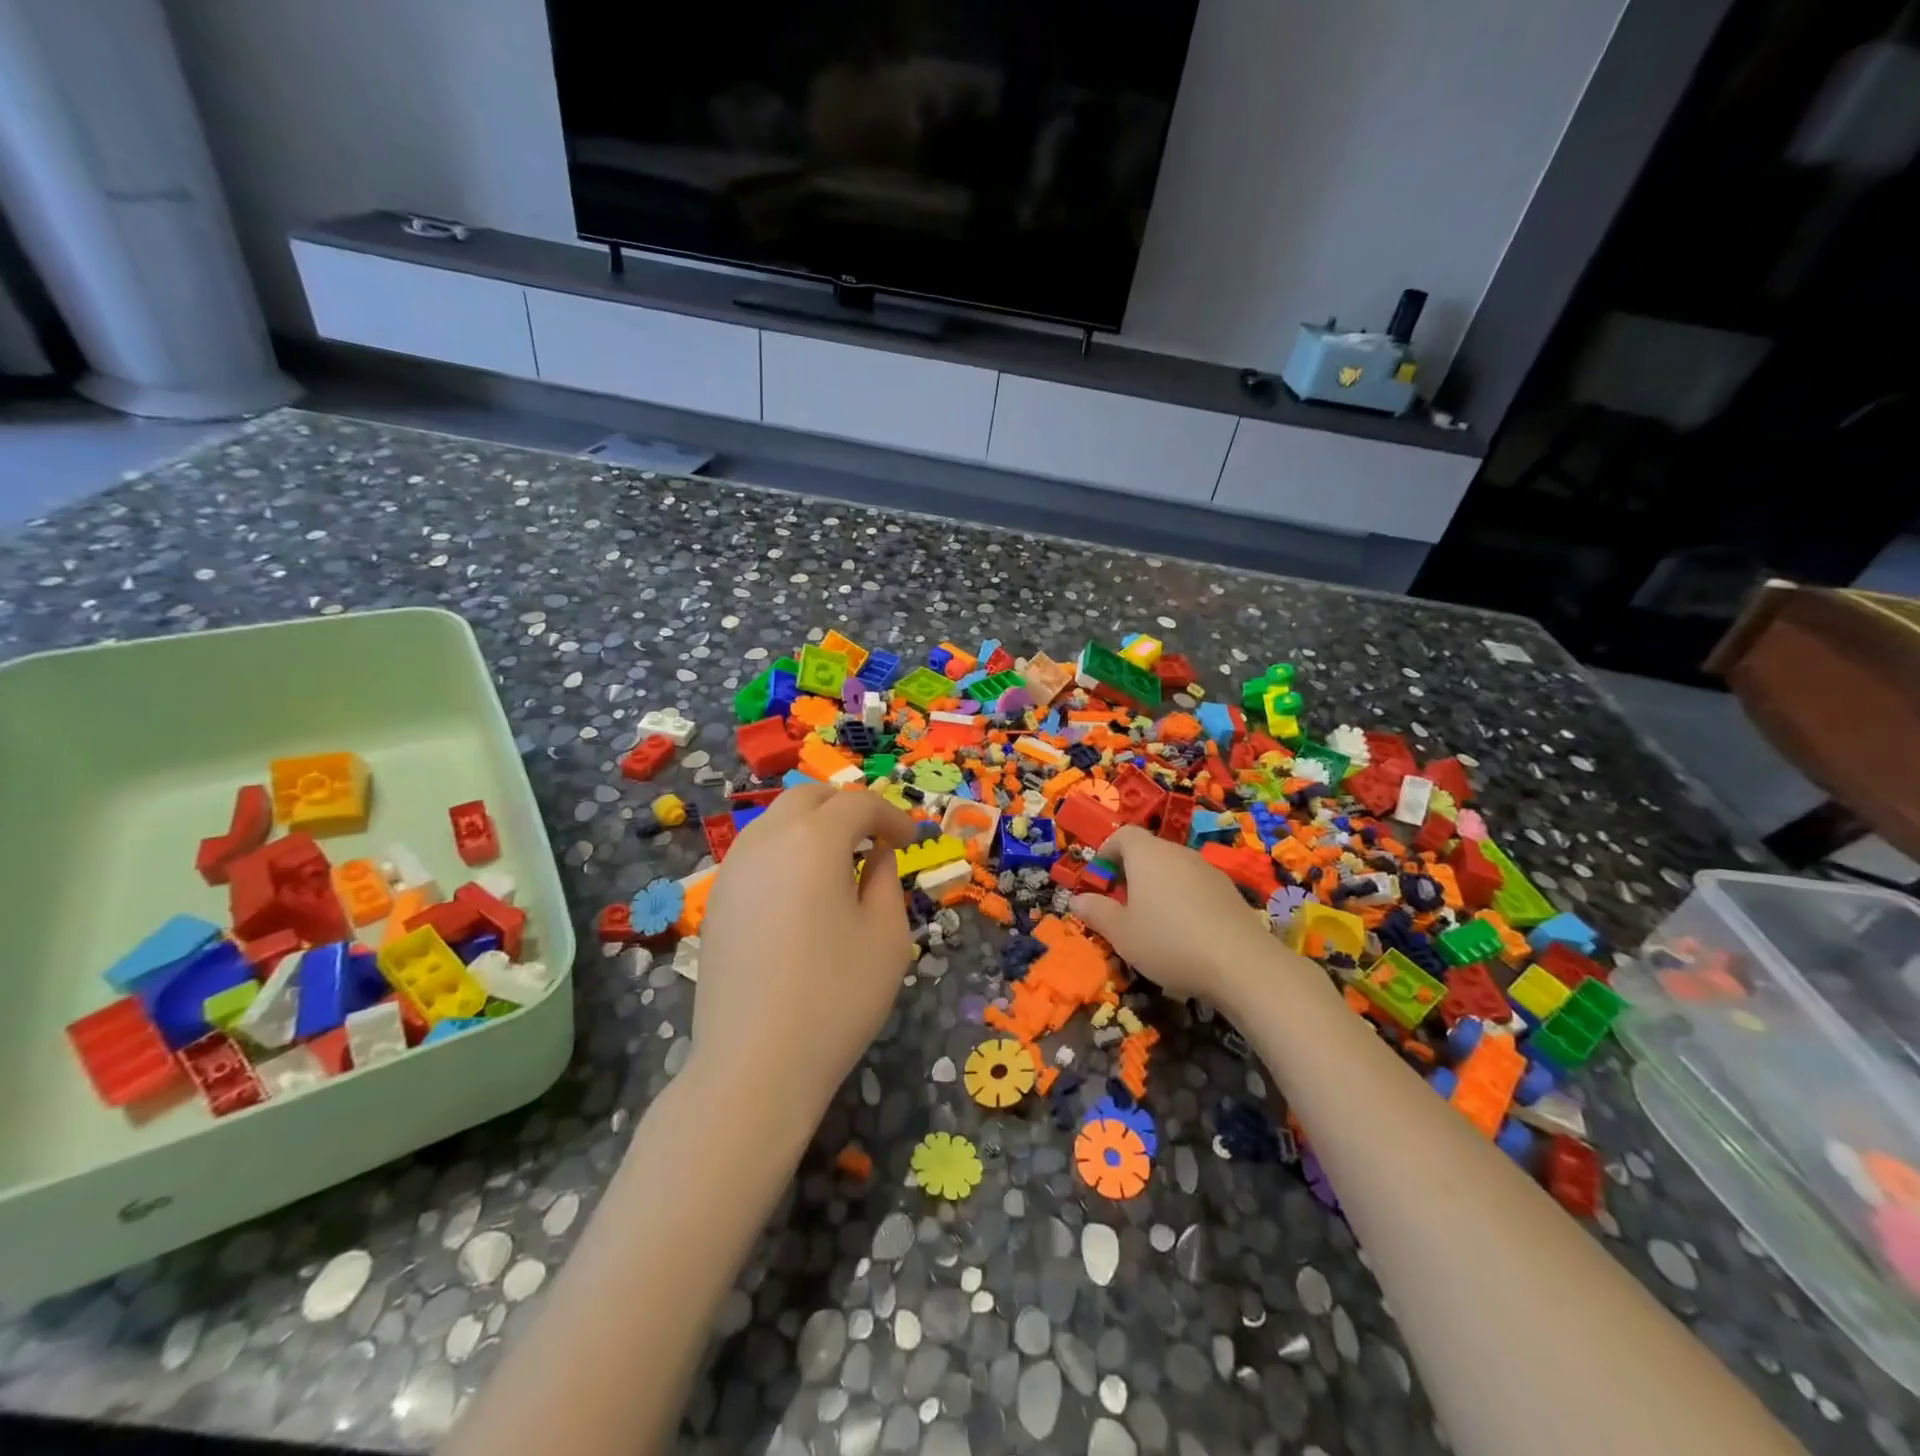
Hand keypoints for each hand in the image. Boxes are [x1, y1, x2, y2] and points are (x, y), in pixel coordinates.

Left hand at [692, 783, 919, 1125]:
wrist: (755, 1064)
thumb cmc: (836, 997)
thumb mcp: (887, 937)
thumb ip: (887, 881)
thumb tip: (876, 856)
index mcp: (815, 840)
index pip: (858, 805)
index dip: (891, 816)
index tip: (911, 841)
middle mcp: (767, 839)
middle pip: (809, 797)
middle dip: (847, 808)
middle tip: (874, 839)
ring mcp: (733, 868)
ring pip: (776, 819)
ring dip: (812, 826)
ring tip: (839, 863)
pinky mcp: (716, 899)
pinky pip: (756, 851)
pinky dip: (785, 851)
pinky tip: (800, 892)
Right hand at [1069, 827, 1288, 1008]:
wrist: (1241, 963)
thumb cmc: (1168, 941)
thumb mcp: (1121, 933)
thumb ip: (1096, 912)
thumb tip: (1076, 900)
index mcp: (1147, 854)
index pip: (1123, 835)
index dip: (1107, 852)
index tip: (1100, 878)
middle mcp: (1178, 853)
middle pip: (1149, 850)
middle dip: (1131, 871)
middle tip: (1121, 903)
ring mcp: (1208, 870)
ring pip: (1174, 868)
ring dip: (1158, 886)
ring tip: (1152, 921)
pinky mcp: (1230, 891)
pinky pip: (1196, 886)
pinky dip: (1184, 899)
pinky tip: (1185, 932)